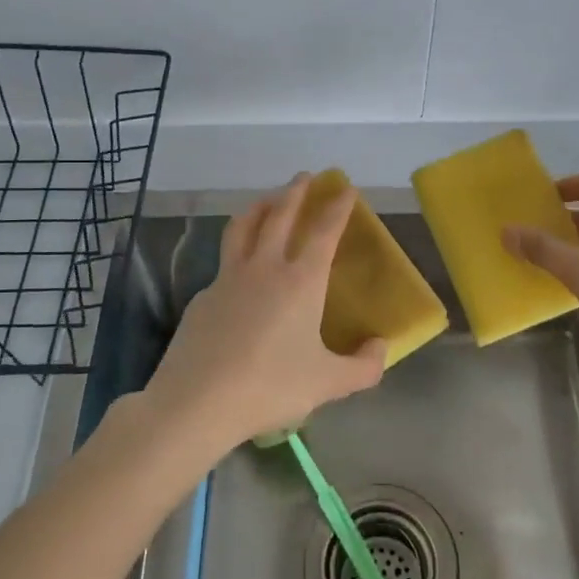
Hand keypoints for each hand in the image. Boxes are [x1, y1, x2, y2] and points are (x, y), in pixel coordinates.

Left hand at [145, 173, 387, 455]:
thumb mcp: (328, 383)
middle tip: (305, 177)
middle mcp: (265, 268)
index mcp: (300, 281)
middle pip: (280, 215)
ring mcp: (228, 278)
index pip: (323, 232)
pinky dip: (237, 251)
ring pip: (244, 227)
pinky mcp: (203, 296)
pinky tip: (240, 269)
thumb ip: (363, 367)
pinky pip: (224, 262)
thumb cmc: (270, 387)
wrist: (197, 401)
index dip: (338, 207)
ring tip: (268, 200)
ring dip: (260, 206)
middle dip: (296, 192)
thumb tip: (381, 347)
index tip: (346, 188)